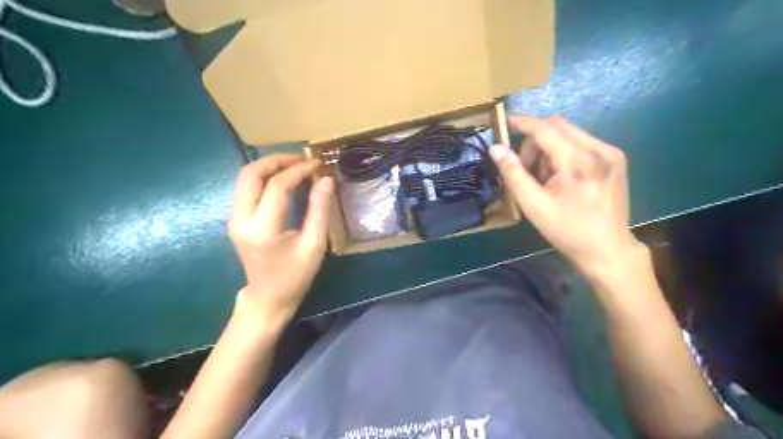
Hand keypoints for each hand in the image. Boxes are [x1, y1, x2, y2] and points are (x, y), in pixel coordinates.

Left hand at [229, 153, 334, 321]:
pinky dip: (264, 177)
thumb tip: (326, 179)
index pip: (276, 186)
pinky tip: (283, 179)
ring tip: (294, 165)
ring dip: (269, 166)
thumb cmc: (294, 276)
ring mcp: (234, 218)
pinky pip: (246, 188)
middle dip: (277, 160)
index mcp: (262, 229)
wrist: (268, 298)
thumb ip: (319, 211)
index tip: (317, 164)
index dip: (297, 171)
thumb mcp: (314, 246)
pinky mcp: (235, 219)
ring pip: (245, 177)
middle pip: (250, 174)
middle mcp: (240, 219)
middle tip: (302, 159)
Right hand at [487, 114, 641, 274]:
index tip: (506, 121)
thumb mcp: (533, 205)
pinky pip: (583, 143)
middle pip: (558, 126)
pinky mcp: (617, 159)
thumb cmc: (566, 230)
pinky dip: (565, 153)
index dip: (523, 122)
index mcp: (577, 161)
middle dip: (535, 141)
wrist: (607, 249)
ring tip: (546, 178)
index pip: (545, 128)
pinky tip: (564, 177)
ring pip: (570, 133)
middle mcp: (598, 149)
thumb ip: (513, 173)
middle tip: (526, 168)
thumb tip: (496, 148)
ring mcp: (611, 153)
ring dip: (550, 148)